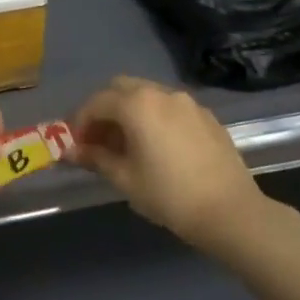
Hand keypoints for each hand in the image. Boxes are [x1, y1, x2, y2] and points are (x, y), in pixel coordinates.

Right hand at [71, 77, 266, 252]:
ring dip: (130, 112)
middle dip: (105, 109)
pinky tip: (158, 147)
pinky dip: (155, 117)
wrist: (229, 211)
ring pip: (148, 95)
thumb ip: (95, 158)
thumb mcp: (125, 178)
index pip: (97, 102)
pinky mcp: (207, 116)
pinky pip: (171, 108)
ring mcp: (188, 102)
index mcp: (137, 104)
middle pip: (122, 88)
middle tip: (98, 139)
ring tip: (127, 145)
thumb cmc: (168, 195)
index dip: (80, 121)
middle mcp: (162, 93)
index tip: (75, 144)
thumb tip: (70, 151)